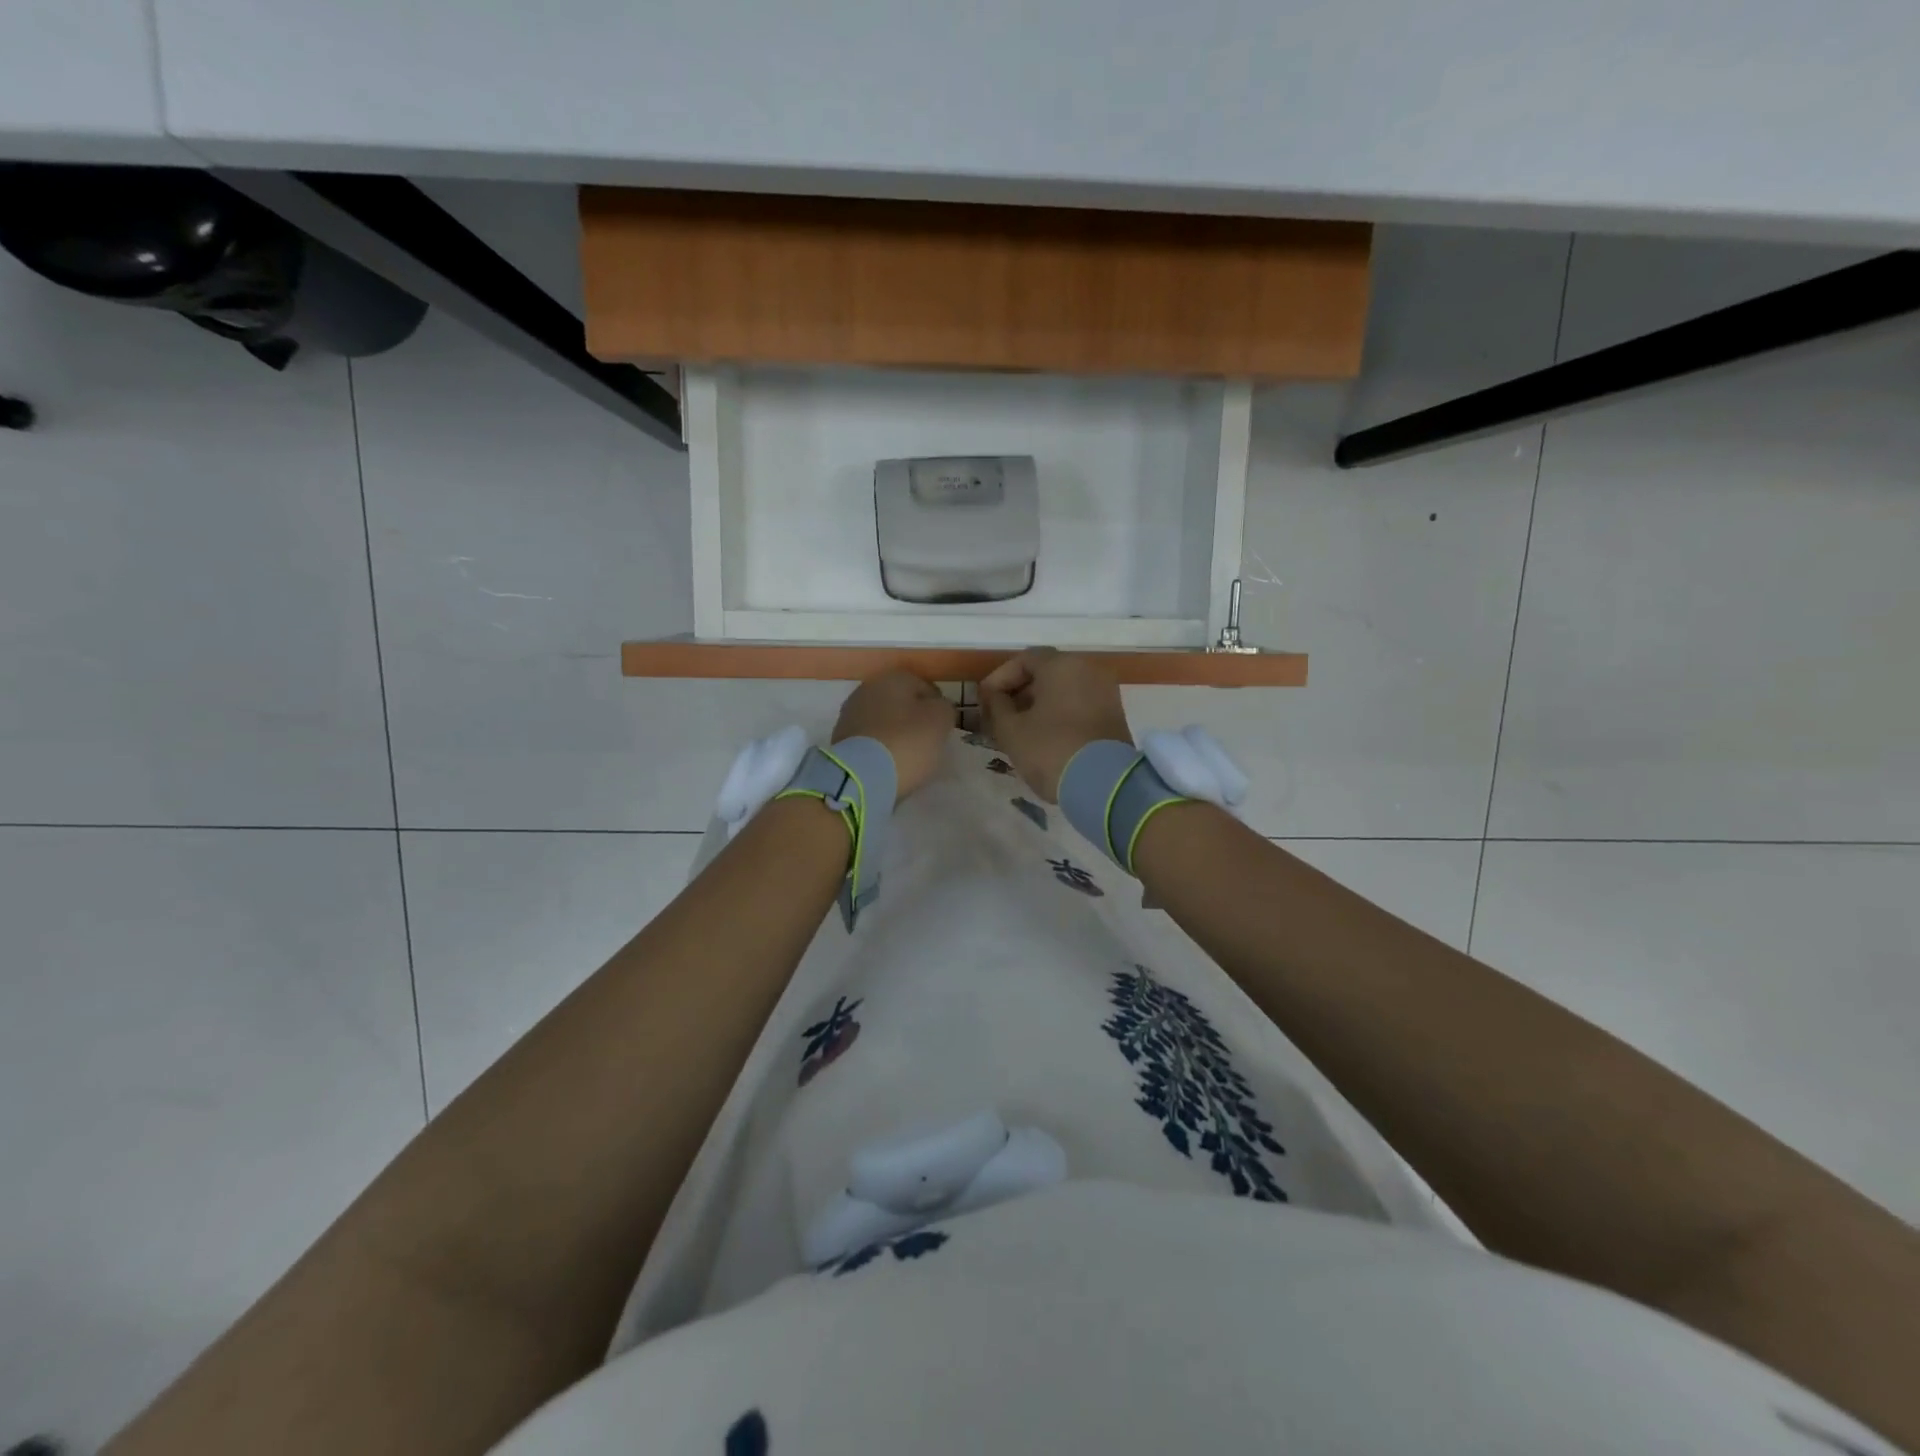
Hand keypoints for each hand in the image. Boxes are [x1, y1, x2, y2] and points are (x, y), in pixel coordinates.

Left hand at [831, 670, 954, 798]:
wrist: (861, 776)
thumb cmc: (907, 742)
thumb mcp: (940, 721)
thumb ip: (944, 708)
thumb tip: (937, 708)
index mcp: (894, 678)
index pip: (925, 688)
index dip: (938, 708)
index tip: (943, 729)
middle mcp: (868, 688)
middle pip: (901, 703)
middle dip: (913, 719)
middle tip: (927, 742)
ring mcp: (850, 713)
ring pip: (883, 720)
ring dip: (895, 733)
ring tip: (907, 757)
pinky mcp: (839, 738)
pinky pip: (869, 739)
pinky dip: (879, 747)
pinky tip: (888, 763)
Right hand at [979, 649, 1133, 801]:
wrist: (1104, 785)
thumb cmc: (1050, 750)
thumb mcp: (1011, 730)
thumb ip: (996, 706)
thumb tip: (994, 696)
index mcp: (1062, 665)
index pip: (1024, 659)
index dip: (1000, 678)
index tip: (985, 701)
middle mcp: (1088, 670)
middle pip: (1046, 673)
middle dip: (1019, 692)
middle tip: (1000, 716)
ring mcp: (1106, 692)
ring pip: (1064, 690)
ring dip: (1039, 705)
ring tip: (1019, 730)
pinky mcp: (1115, 715)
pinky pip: (1080, 705)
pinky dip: (1060, 714)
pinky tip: (1044, 738)